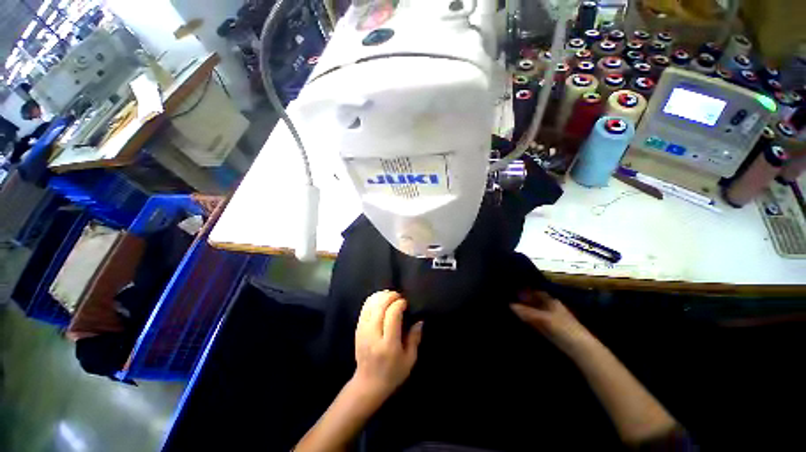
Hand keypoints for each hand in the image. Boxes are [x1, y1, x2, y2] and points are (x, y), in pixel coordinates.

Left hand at [353, 290, 423, 401]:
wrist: (369, 382)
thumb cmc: (394, 373)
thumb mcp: (410, 359)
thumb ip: (414, 339)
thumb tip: (419, 321)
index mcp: (388, 344)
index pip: (391, 316)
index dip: (399, 305)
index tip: (406, 303)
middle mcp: (373, 336)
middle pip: (378, 308)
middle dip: (388, 297)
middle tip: (398, 296)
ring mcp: (362, 333)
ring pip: (368, 308)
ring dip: (378, 298)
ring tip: (389, 296)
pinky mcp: (357, 332)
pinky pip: (362, 312)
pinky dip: (370, 303)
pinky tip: (378, 302)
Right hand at [510, 291, 594, 354]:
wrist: (578, 347)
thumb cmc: (563, 329)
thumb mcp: (544, 320)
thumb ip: (529, 313)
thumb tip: (510, 304)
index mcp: (552, 302)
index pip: (537, 292)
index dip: (526, 290)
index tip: (510, 290)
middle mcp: (552, 308)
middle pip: (536, 302)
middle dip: (524, 301)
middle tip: (506, 301)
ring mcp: (552, 320)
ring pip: (536, 313)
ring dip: (526, 313)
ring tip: (509, 313)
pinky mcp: (552, 332)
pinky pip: (537, 324)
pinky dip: (529, 323)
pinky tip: (522, 326)